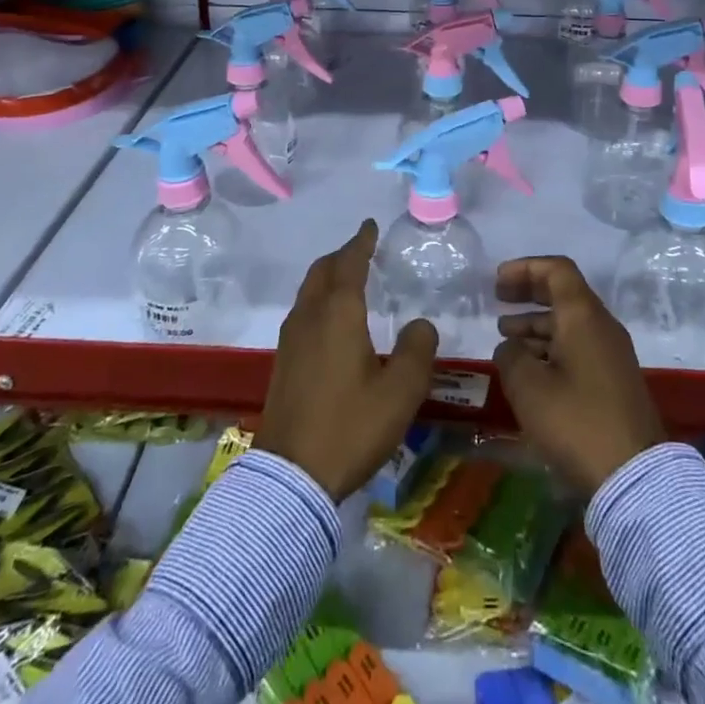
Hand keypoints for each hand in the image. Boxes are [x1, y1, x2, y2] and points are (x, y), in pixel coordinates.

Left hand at [256, 219, 438, 500]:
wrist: (291, 478)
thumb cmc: (351, 426)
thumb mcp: (400, 391)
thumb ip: (417, 350)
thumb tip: (421, 324)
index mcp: (339, 313)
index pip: (350, 263)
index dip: (361, 242)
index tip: (370, 226)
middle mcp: (310, 317)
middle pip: (322, 272)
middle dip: (341, 256)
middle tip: (361, 250)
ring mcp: (291, 340)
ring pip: (308, 292)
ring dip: (327, 278)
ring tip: (347, 281)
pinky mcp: (283, 363)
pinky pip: (303, 313)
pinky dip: (319, 301)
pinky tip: (331, 323)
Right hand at [493, 256, 664, 495]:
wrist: (635, 477)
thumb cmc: (577, 422)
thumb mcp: (529, 387)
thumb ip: (511, 356)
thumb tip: (510, 346)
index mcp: (583, 315)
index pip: (557, 270)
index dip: (525, 268)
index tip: (498, 281)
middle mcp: (601, 326)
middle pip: (563, 293)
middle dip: (528, 292)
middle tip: (498, 299)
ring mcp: (611, 354)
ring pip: (570, 323)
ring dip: (536, 324)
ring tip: (505, 337)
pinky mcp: (614, 380)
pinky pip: (578, 347)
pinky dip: (551, 346)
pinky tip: (529, 368)